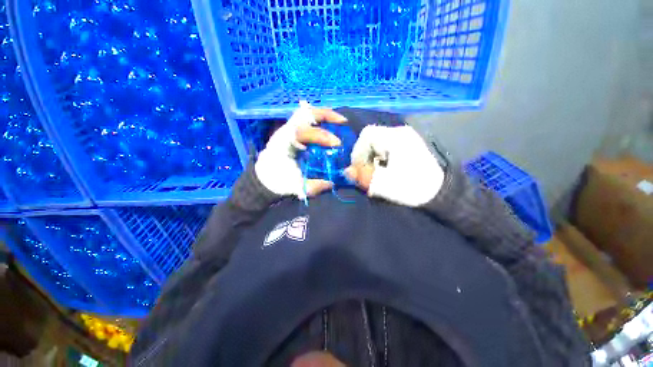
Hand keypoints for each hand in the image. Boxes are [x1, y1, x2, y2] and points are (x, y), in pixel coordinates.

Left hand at [255, 101, 347, 199]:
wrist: (264, 178)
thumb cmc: (276, 181)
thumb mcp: (294, 187)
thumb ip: (313, 186)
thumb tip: (331, 183)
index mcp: (284, 143)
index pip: (305, 132)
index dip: (323, 136)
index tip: (337, 144)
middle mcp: (285, 132)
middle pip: (305, 113)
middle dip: (326, 115)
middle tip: (342, 122)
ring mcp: (288, 130)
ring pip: (306, 113)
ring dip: (324, 115)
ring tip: (339, 121)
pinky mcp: (292, 132)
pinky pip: (306, 120)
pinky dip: (320, 120)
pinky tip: (330, 127)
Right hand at [344, 125, 444, 206]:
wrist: (441, 192)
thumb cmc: (413, 188)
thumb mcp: (385, 184)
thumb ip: (364, 177)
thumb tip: (347, 172)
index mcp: (396, 138)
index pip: (367, 135)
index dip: (358, 151)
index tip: (359, 168)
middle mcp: (400, 132)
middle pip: (371, 138)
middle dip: (365, 156)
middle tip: (367, 172)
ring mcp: (406, 137)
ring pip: (378, 143)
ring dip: (372, 158)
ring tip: (376, 173)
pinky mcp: (408, 144)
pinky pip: (386, 146)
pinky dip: (381, 158)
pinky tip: (385, 170)